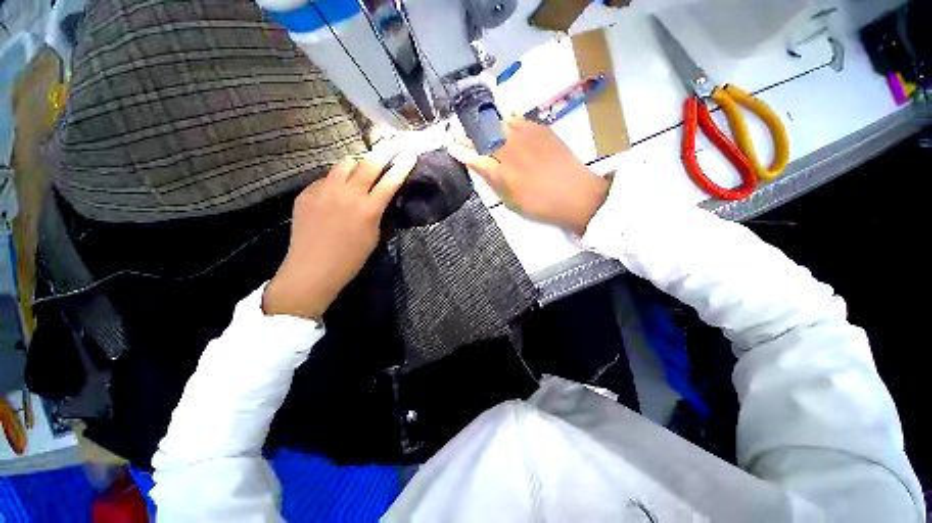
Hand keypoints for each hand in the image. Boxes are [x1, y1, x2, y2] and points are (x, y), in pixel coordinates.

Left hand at [263, 152, 417, 318]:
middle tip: (389, 149)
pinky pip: (326, 178)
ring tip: (360, 172)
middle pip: (368, 163)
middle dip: (383, 154)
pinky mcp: (307, 193)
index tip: (410, 154)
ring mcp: (325, 190)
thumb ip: (378, 213)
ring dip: (357, 165)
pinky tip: (335, 194)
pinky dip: (336, 181)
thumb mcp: (374, 236)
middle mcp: (348, 193)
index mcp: (369, 208)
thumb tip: (379, 197)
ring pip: (345, 164)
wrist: (313, 269)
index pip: (390, 180)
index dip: (403, 166)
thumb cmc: (351, 259)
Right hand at [449, 117, 610, 234]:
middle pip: (484, 138)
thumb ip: (493, 183)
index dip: (462, 153)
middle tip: (461, 137)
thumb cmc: (541, 206)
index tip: (452, 148)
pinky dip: (506, 120)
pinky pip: (518, 119)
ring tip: (479, 129)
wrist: (577, 195)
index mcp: (504, 174)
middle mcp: (512, 152)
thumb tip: (479, 167)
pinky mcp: (542, 130)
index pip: (476, 158)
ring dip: (485, 127)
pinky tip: (504, 122)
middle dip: (469, 137)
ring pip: (499, 124)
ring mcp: (527, 138)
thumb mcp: (512, 203)